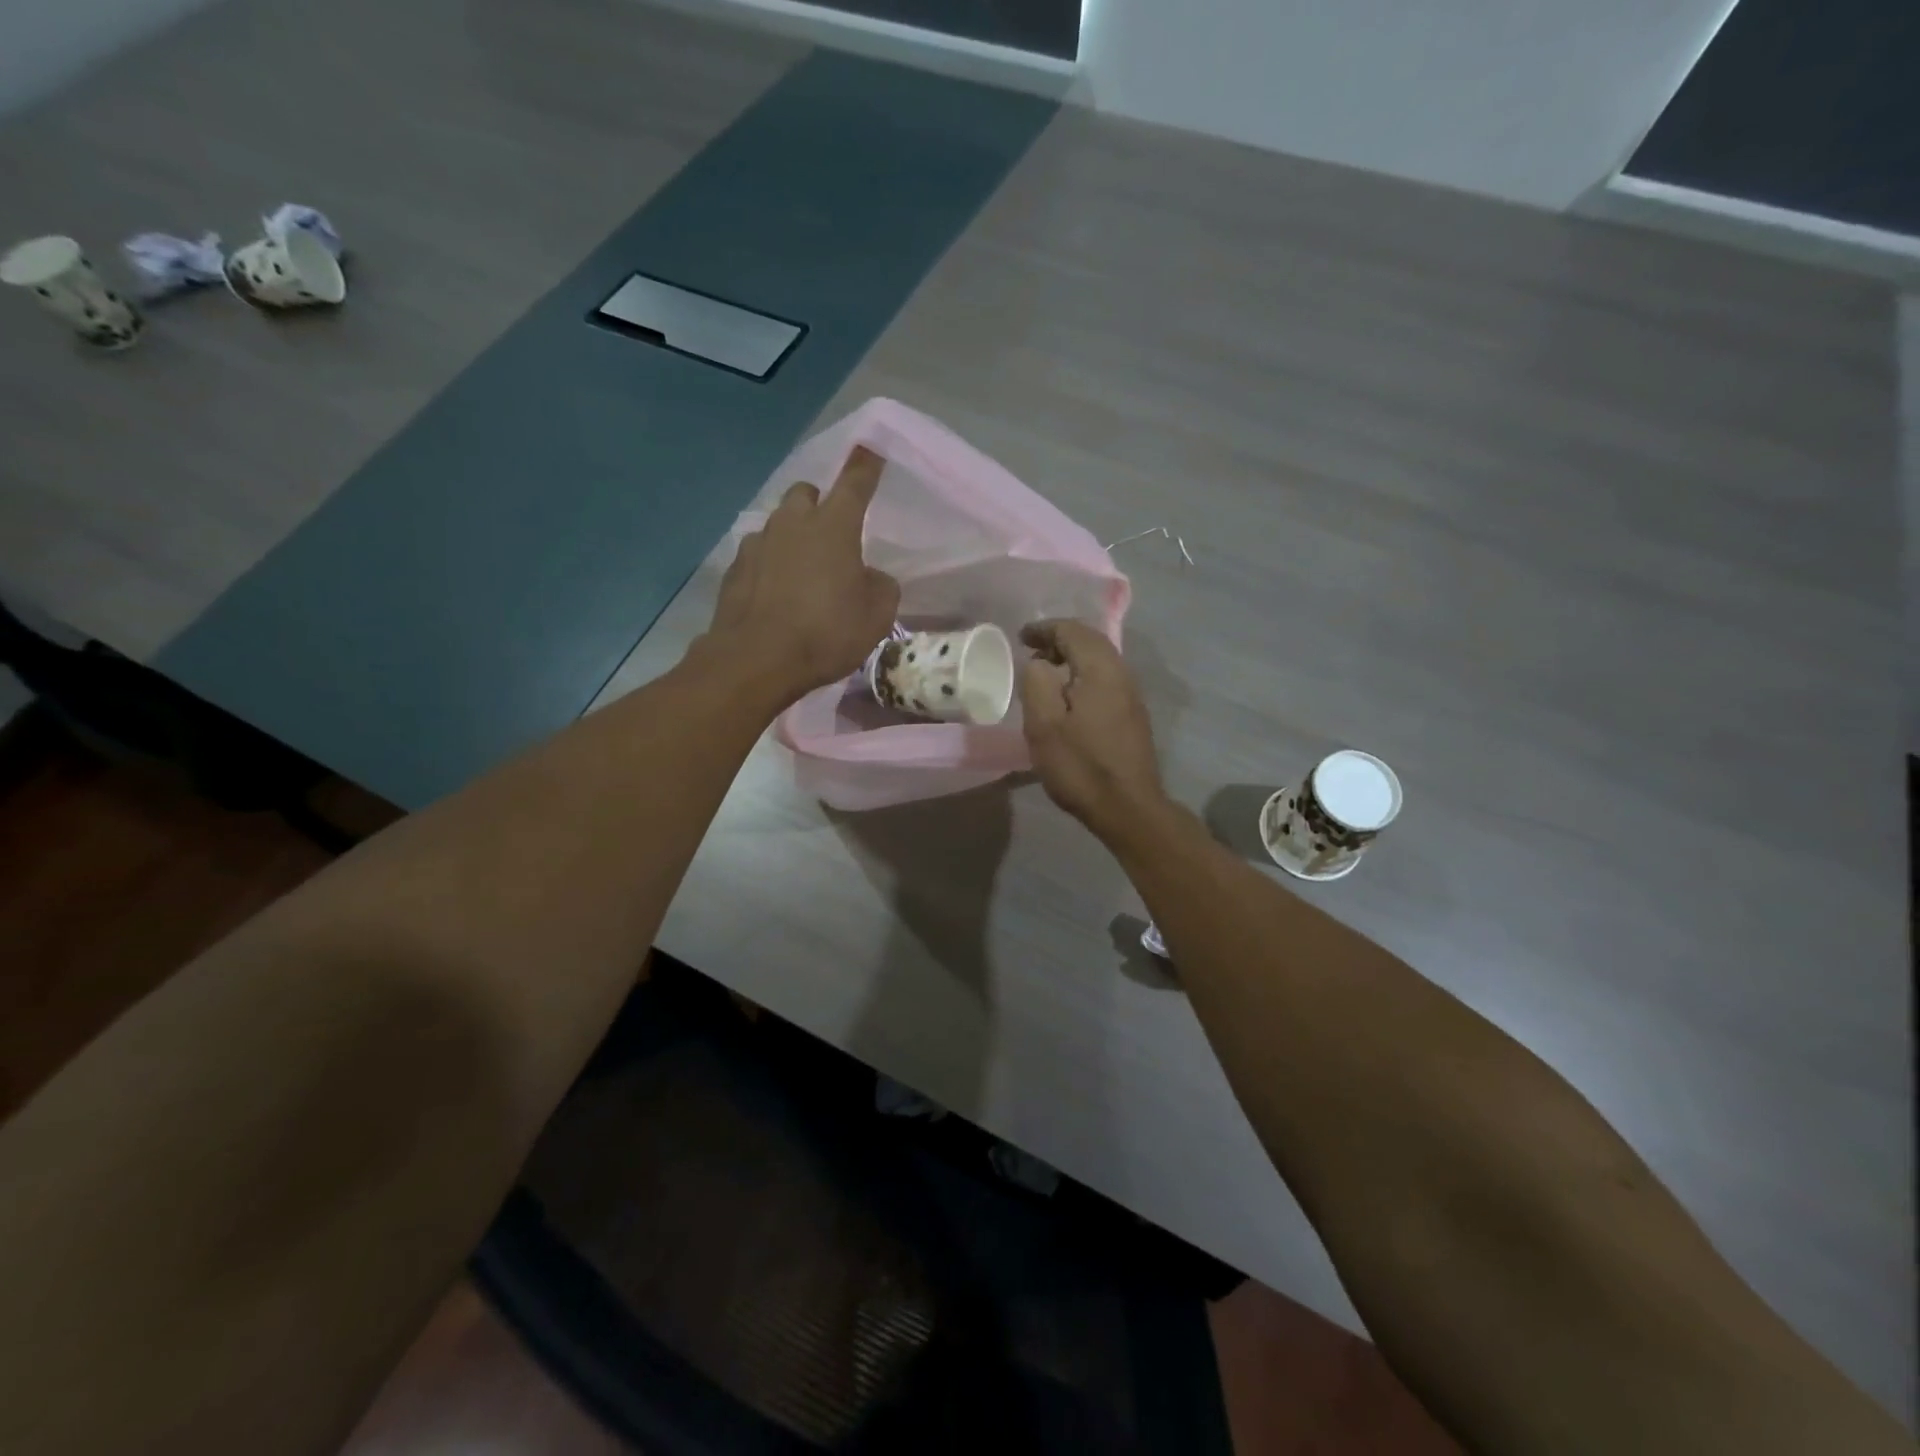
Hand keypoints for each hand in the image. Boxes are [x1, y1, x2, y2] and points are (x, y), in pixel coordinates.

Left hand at [702, 447, 900, 705]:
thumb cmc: (825, 633)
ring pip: (778, 523)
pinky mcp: (734, 569)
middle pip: (806, 493)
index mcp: (833, 527)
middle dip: (819, 503)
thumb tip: (870, 578)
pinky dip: (770, 564)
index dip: (865, 465)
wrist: (756, 660)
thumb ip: (881, 587)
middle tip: (831, 532)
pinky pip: (758, 554)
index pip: (855, 483)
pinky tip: (775, 593)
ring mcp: (758, 544)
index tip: (870, 448)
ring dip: (792, 536)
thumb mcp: (876, 617)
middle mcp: (792, 524)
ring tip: (802, 570)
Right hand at [1019, 620, 1165, 837]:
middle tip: (1032, 650)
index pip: (1073, 631)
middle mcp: (1122, 674)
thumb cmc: (1081, 766)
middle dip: (1060, 639)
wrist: (1127, 807)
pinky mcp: (1133, 715)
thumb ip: (1036, 683)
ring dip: (1072, 658)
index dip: (1045, 629)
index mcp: (1101, 670)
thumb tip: (1039, 663)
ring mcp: (1132, 695)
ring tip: (1045, 671)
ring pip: (1100, 660)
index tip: (1022, 637)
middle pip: (1091, 641)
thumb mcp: (1044, 726)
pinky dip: (1083, 675)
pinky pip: (1105, 679)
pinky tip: (1068, 696)